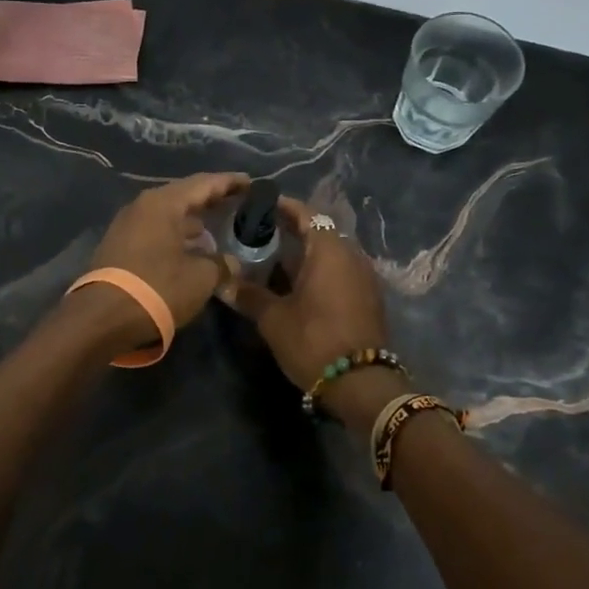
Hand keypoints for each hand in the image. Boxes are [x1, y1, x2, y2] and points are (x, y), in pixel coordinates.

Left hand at [76, 172, 248, 354]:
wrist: (101, 318)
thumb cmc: (157, 288)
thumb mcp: (201, 278)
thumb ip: (222, 264)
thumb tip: (231, 262)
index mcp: (163, 203)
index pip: (204, 183)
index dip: (230, 182)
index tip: (251, 182)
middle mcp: (142, 206)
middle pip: (184, 195)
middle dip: (211, 199)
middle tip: (237, 202)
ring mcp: (127, 225)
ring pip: (169, 215)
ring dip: (193, 220)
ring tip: (217, 228)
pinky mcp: (120, 246)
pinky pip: (156, 231)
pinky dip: (177, 234)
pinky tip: (192, 249)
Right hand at [219, 196, 399, 428]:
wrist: (362, 384)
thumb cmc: (314, 340)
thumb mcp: (273, 318)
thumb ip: (248, 294)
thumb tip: (221, 281)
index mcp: (329, 249)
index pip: (305, 214)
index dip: (281, 207)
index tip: (258, 205)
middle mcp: (351, 254)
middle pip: (318, 232)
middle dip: (290, 231)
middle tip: (259, 234)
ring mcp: (364, 276)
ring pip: (329, 253)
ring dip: (304, 253)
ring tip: (272, 260)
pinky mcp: (368, 297)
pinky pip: (340, 271)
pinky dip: (318, 270)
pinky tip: (296, 285)